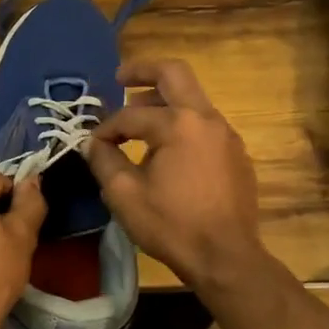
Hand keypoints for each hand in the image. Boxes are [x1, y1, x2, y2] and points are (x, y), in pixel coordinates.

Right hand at [83, 59, 265, 290]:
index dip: (106, 127)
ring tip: (138, 121)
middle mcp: (207, 119)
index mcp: (178, 124)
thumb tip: (93, 143)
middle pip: (174, 74)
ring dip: (163, 102)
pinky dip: (181, 125)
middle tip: (120, 78)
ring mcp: (227, 135)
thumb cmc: (172, 225)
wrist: (227, 258)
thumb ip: (104, 160)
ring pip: (192, 100)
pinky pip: (204, 126)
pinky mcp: (236, 155)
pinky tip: (166, 152)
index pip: (131, 114)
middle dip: (143, 71)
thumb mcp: (124, 195)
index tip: (93, 145)